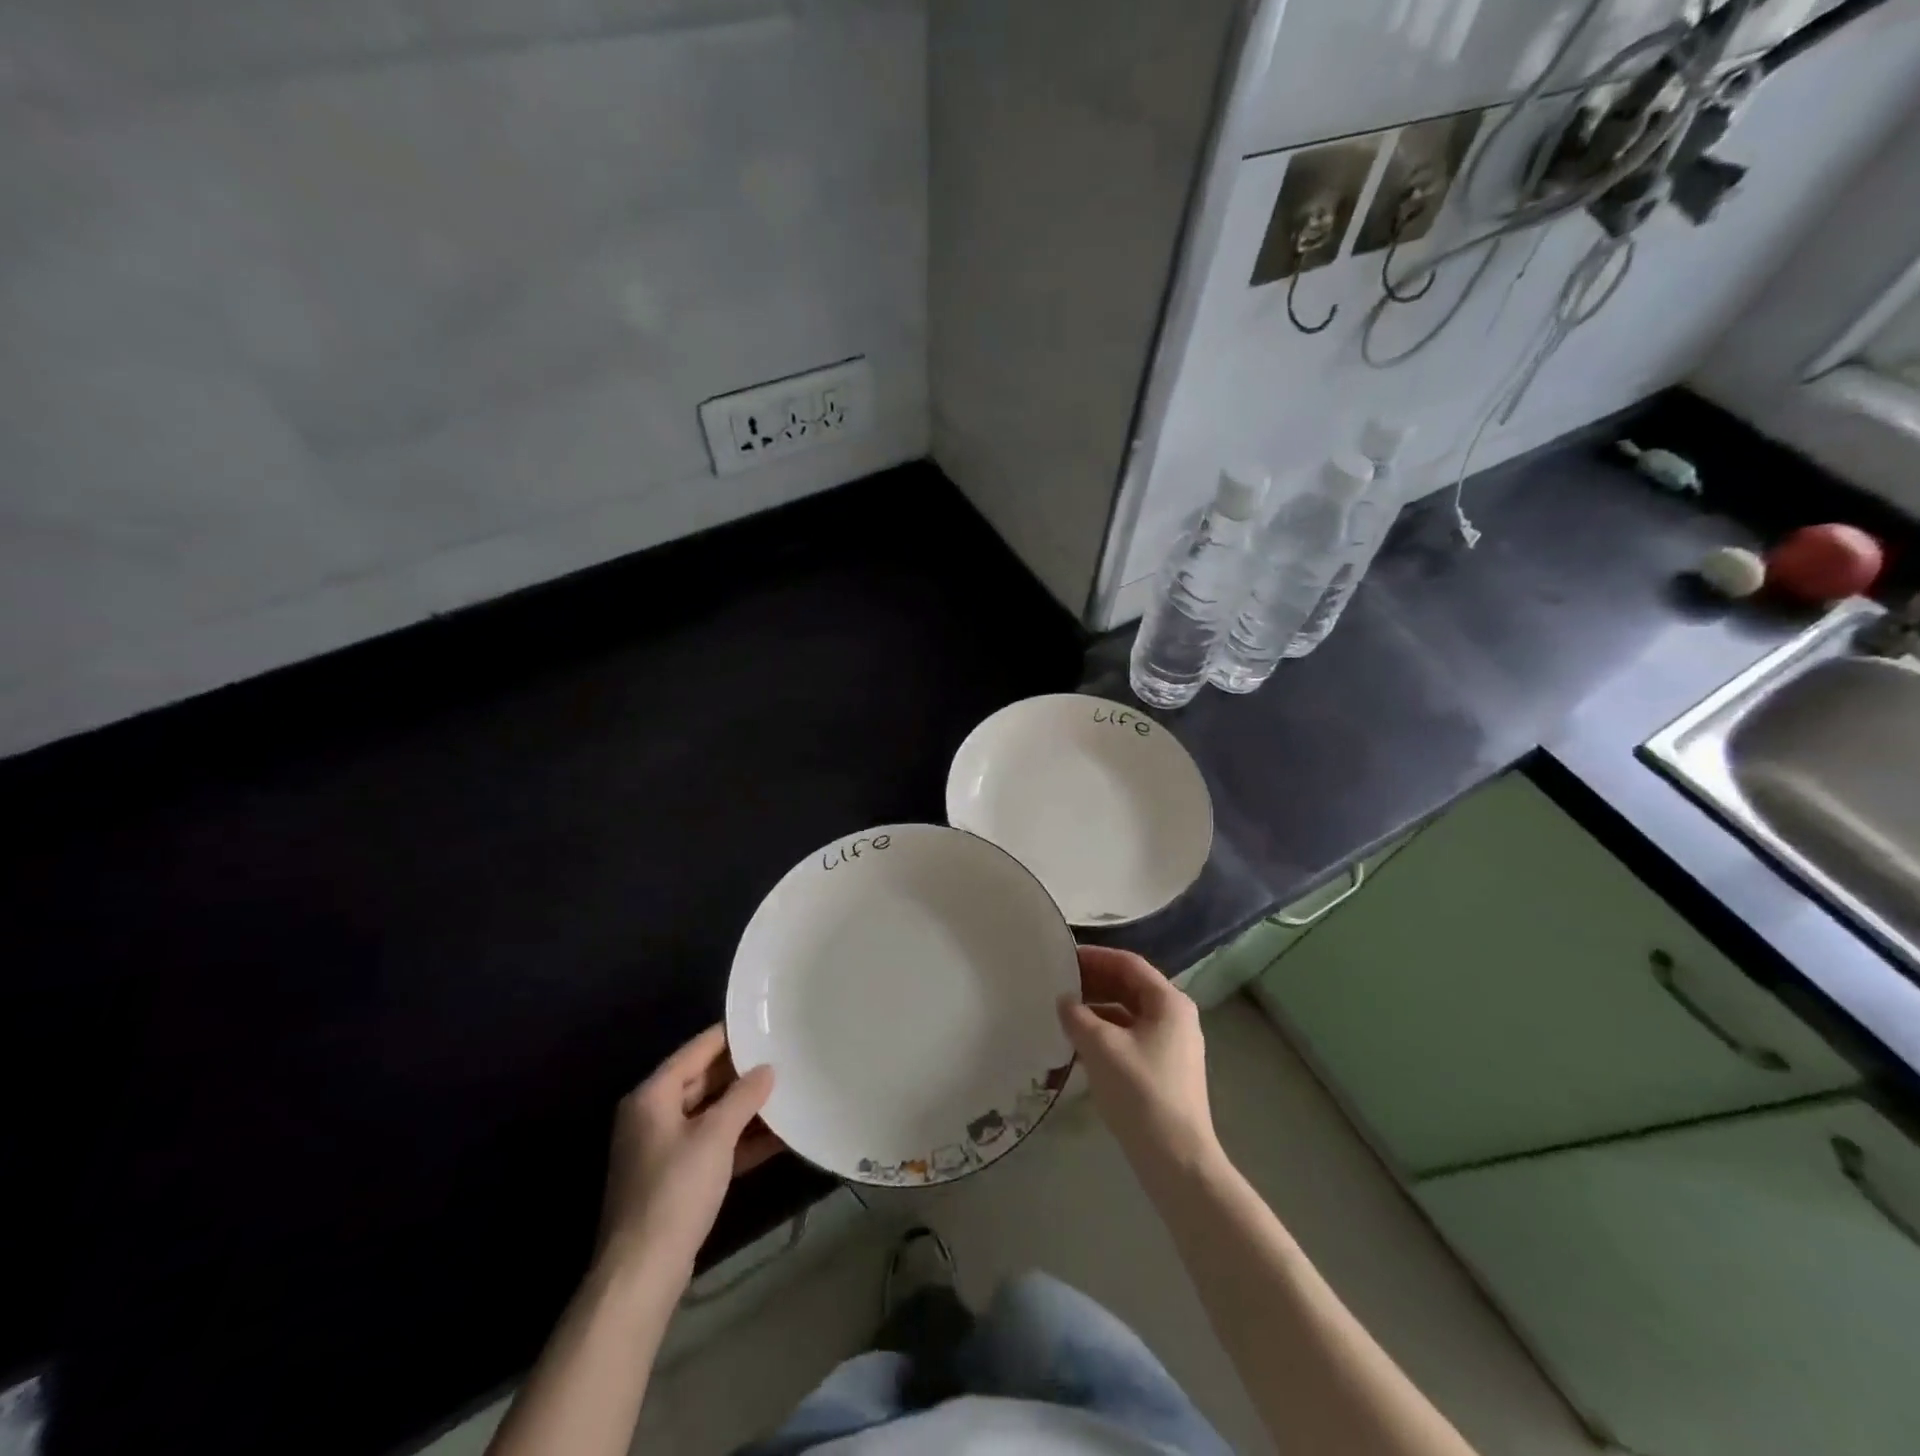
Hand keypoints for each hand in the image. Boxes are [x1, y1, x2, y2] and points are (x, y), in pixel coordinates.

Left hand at [597, 1025, 779, 1283]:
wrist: (642, 1273)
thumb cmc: (675, 1192)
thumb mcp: (715, 1136)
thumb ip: (743, 1096)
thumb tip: (767, 1069)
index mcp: (652, 1096)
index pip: (697, 1050)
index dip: (731, 1036)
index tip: (766, 1023)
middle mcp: (653, 1115)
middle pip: (704, 1080)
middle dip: (743, 1073)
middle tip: (784, 1056)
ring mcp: (663, 1148)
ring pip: (711, 1114)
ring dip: (746, 1108)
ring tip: (788, 1091)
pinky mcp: (676, 1178)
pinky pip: (713, 1144)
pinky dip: (740, 1139)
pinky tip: (778, 1136)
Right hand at [1058, 946, 1217, 1170]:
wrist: (1176, 1159)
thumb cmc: (1140, 1092)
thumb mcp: (1100, 1047)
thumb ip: (1077, 1016)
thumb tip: (1064, 1001)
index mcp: (1169, 1002)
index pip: (1128, 964)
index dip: (1095, 957)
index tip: (1063, 958)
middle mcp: (1175, 1017)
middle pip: (1130, 987)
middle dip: (1094, 983)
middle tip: (1058, 984)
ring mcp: (1172, 1045)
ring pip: (1129, 1013)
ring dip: (1097, 1009)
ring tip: (1063, 1013)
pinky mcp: (1164, 1069)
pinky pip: (1131, 1037)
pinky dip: (1105, 1033)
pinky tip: (1079, 1045)